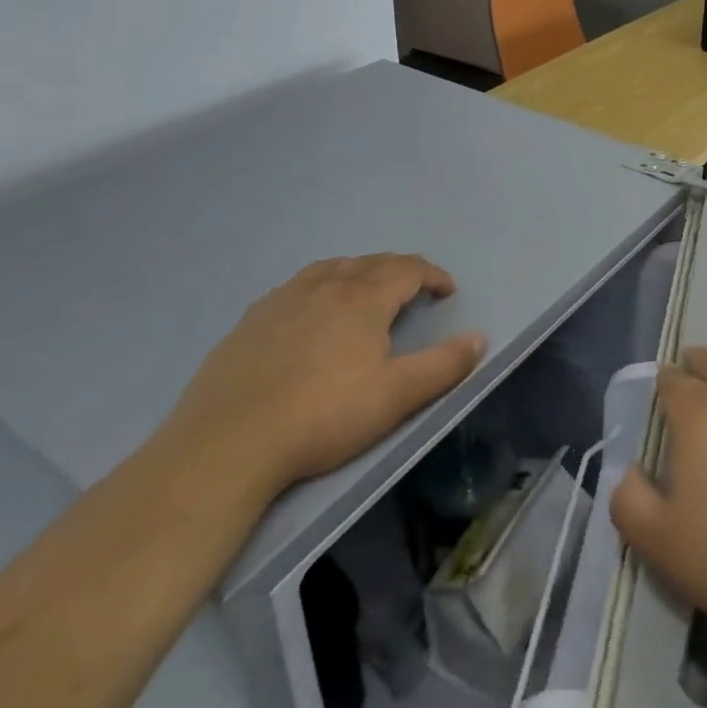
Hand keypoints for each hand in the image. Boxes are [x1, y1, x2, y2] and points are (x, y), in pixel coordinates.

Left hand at [166, 254, 484, 498]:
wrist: (227, 445)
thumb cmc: (323, 416)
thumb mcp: (396, 396)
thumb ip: (444, 365)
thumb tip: (479, 337)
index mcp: (362, 298)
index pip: (407, 269)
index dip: (433, 275)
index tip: (447, 291)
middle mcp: (324, 286)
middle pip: (370, 263)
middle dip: (400, 270)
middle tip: (414, 290)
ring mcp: (282, 300)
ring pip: (331, 268)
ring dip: (359, 272)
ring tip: (367, 291)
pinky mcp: (250, 321)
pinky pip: (297, 287)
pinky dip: (321, 286)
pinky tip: (312, 312)